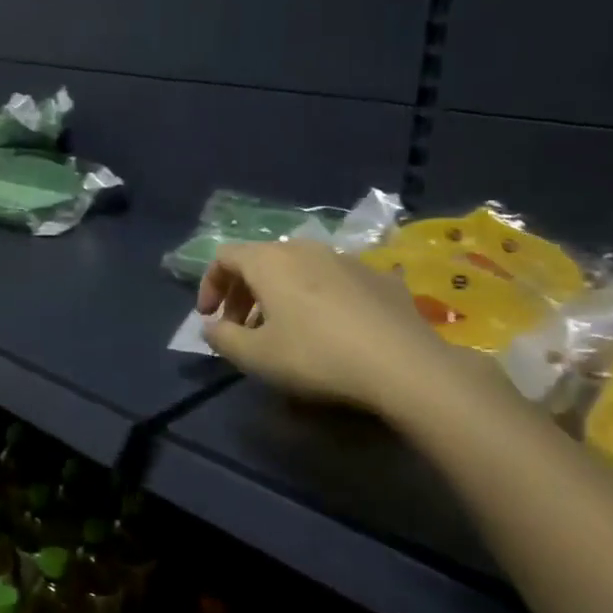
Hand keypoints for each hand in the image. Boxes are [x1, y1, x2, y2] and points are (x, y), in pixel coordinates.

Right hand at [197, 241, 473, 419]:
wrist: (403, 364)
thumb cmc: (316, 356)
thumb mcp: (256, 356)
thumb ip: (223, 338)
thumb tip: (211, 326)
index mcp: (270, 261)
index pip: (224, 256)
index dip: (209, 285)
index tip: (209, 318)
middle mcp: (305, 248)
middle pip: (261, 261)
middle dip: (243, 293)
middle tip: (241, 329)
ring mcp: (345, 258)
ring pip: (298, 269)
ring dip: (279, 295)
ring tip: (283, 331)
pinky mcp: (378, 276)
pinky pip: (333, 280)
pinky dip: (317, 297)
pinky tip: (330, 330)